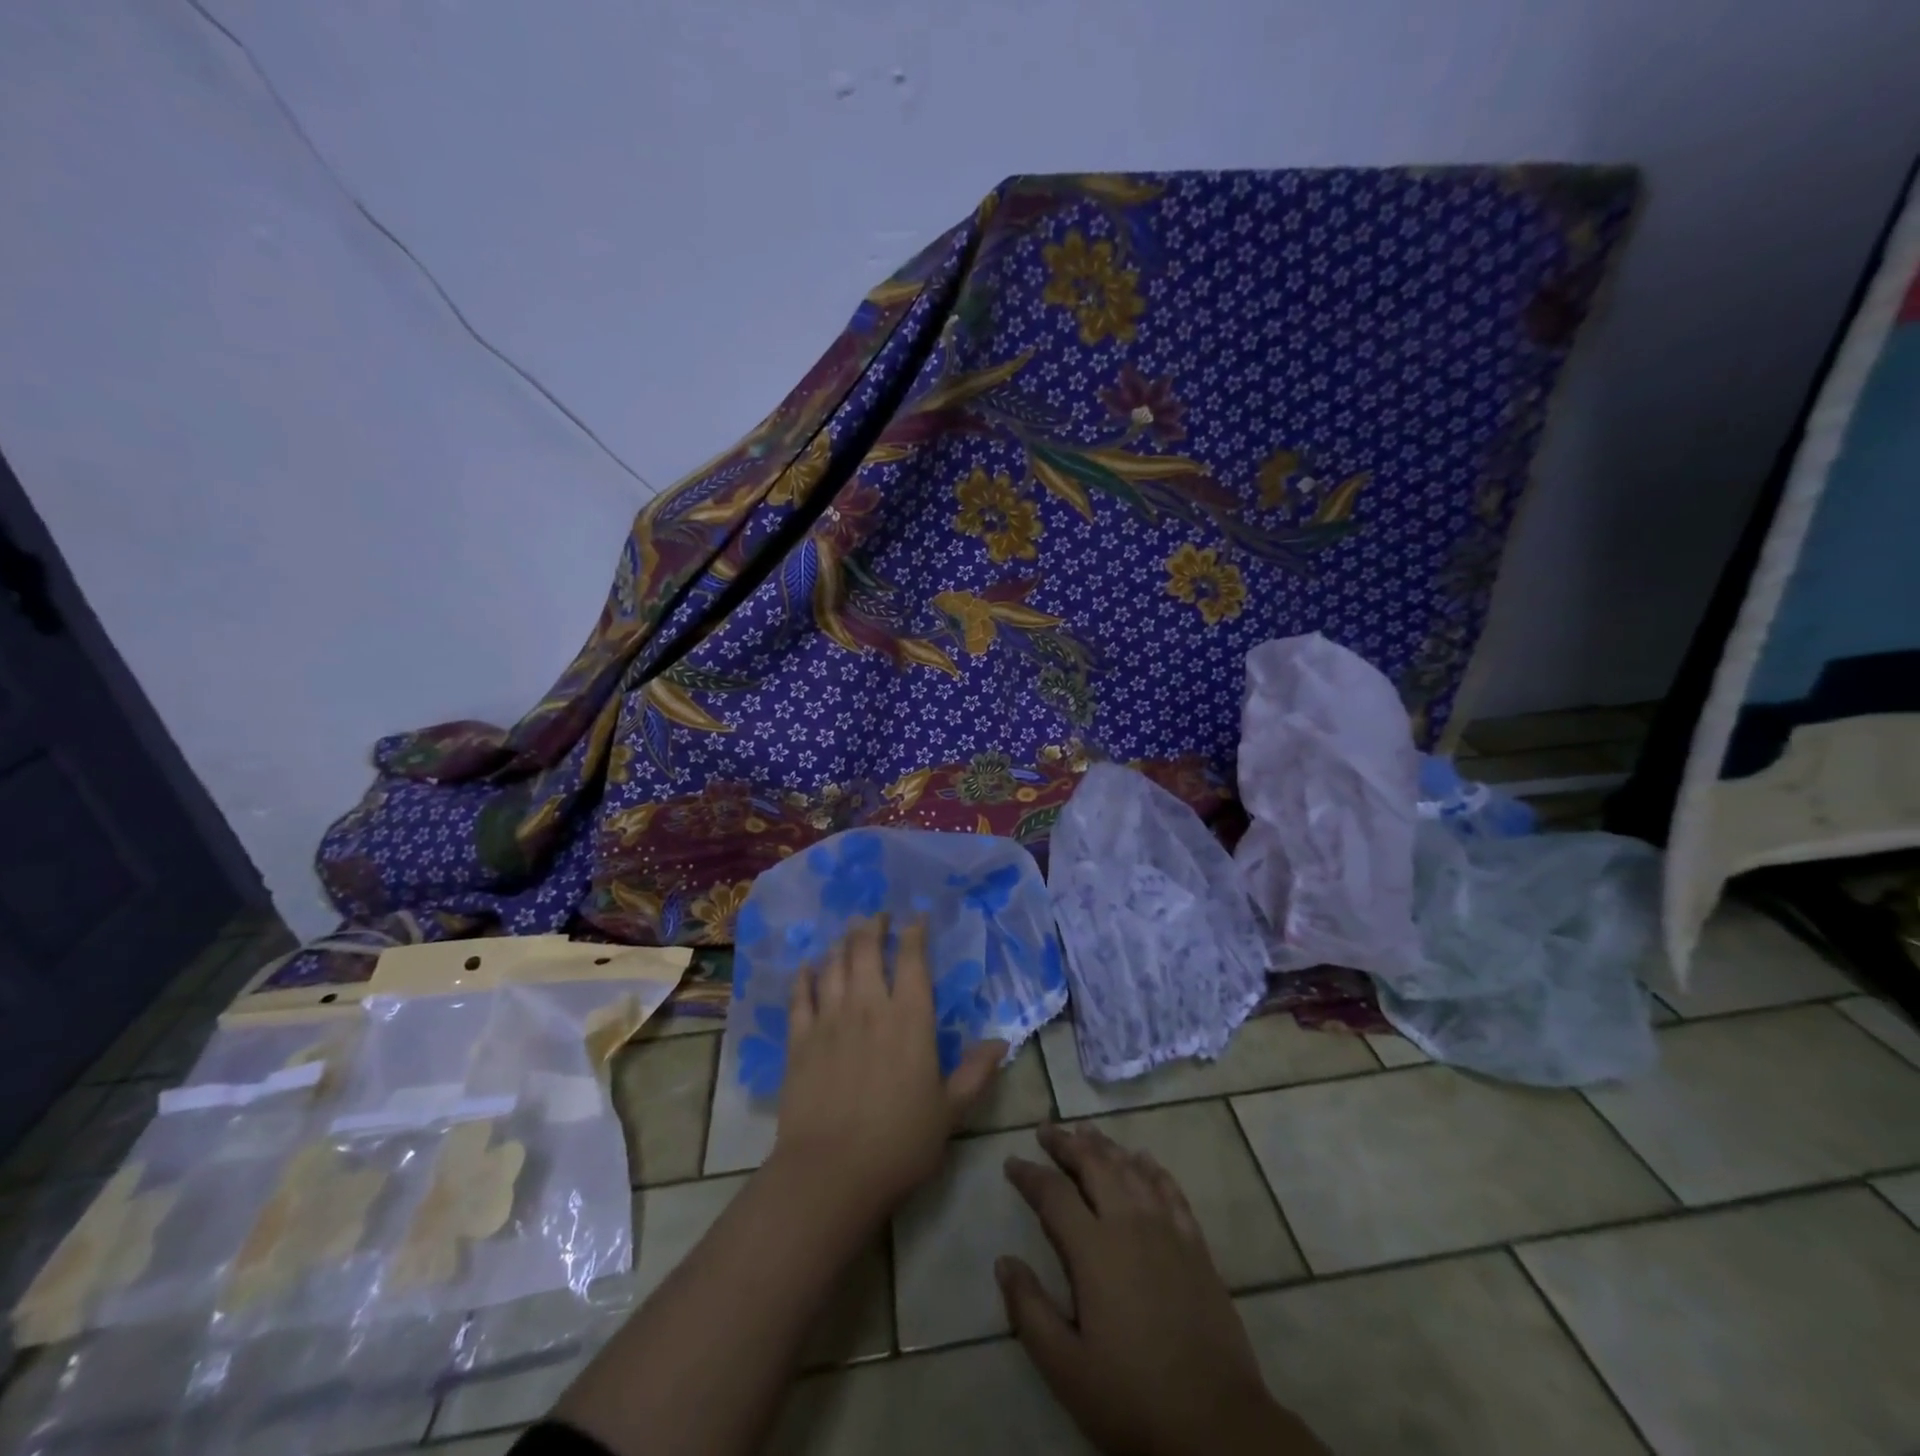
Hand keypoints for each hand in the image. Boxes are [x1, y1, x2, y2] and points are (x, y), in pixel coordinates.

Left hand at [772, 914, 1004, 1220]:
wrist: (831, 1173)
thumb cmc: (900, 1142)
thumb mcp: (949, 1111)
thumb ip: (975, 1073)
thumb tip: (1001, 1042)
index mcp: (910, 1019)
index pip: (912, 960)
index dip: (914, 933)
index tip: (915, 918)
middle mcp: (869, 1006)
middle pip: (867, 951)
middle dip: (872, 927)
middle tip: (876, 916)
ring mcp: (830, 1020)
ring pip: (834, 966)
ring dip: (842, 944)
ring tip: (848, 933)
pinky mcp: (800, 1040)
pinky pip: (800, 996)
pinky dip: (804, 977)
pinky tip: (807, 967)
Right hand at [999, 1124, 1325, 1455]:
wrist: (1216, 1425)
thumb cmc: (1133, 1398)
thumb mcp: (1066, 1368)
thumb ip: (1030, 1310)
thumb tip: (1003, 1261)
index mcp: (1094, 1249)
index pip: (1053, 1194)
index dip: (1029, 1174)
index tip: (1011, 1162)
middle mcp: (1129, 1224)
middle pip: (1094, 1165)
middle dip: (1066, 1144)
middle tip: (1047, 1130)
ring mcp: (1167, 1230)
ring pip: (1131, 1169)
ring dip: (1105, 1146)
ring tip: (1086, 1132)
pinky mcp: (1196, 1245)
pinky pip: (1170, 1190)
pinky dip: (1152, 1168)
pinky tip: (1143, 1159)